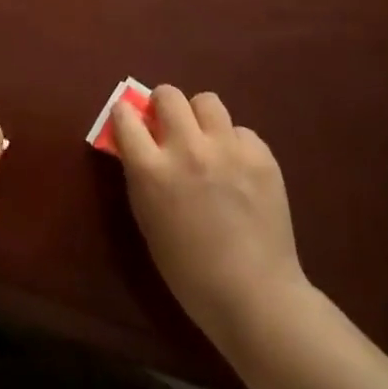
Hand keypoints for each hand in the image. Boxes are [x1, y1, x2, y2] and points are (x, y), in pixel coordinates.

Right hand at [111, 85, 309, 357]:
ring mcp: (228, 149)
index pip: (125, 116)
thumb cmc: (187, 268)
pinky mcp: (261, 156)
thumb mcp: (147, 219)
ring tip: (205, 140)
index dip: (125, 114)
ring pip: (207, 101)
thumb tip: (138, 145)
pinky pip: (241, 131)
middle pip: (168, 95)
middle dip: (163, 105)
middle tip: (167, 125)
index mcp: (151, 170)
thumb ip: (140, 176)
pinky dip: (234, 143)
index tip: (129, 120)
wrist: (253, 293)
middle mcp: (187, 149)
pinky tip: (238, 170)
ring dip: (199, 116)